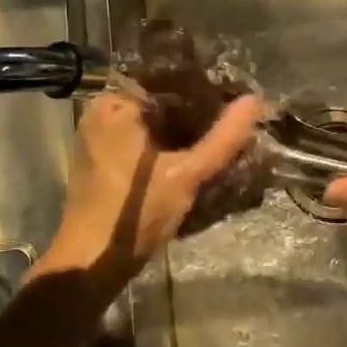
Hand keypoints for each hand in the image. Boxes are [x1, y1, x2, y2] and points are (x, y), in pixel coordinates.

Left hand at [36, 93, 263, 290]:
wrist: (90, 263)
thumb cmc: (136, 212)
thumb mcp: (187, 174)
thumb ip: (223, 138)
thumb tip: (256, 100)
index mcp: (116, 103)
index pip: (172, 83)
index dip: (208, 91)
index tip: (239, 101)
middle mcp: (103, 111)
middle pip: (163, 104)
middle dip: (198, 115)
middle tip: (236, 123)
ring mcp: (99, 136)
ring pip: (155, 125)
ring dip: (185, 134)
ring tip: (224, 139)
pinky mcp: (103, 160)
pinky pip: (143, 142)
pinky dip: (167, 148)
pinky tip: (195, 158)